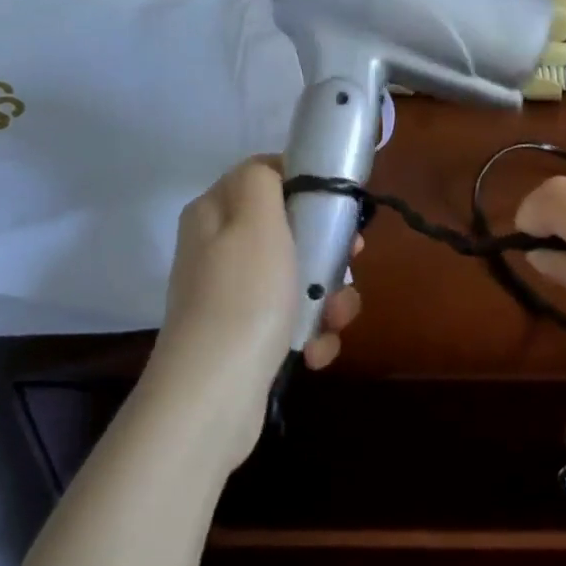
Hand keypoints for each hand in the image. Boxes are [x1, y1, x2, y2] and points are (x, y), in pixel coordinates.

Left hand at [144, 157, 356, 463]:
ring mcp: (234, 295)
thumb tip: (273, 170)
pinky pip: (293, 318)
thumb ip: (263, 178)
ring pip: (300, 276)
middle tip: (351, 260)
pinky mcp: (248, 335)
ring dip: (329, 298)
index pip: (267, 176)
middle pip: (291, 228)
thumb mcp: (254, 220)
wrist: (214, 395)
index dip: (307, 184)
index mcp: (216, 214)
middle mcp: (220, 249)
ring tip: (334, 321)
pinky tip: (314, 352)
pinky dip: (312, 333)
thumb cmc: (243, 296)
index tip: (339, 206)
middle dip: (329, 249)